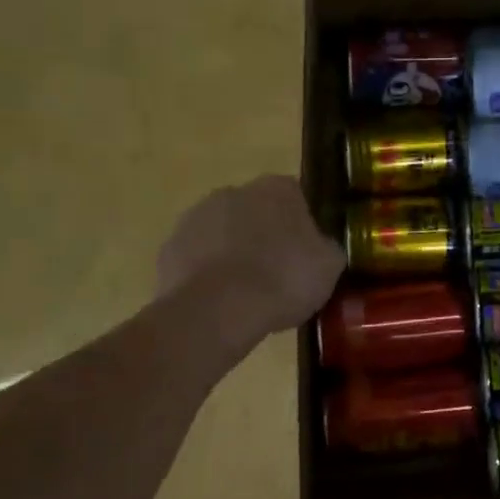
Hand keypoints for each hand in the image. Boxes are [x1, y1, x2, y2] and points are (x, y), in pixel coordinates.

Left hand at [155, 175, 345, 342]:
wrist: (218, 309)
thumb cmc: (283, 279)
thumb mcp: (329, 266)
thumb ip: (326, 248)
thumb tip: (320, 247)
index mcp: (276, 189)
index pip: (294, 197)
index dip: (300, 226)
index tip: (305, 255)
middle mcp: (234, 192)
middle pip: (255, 212)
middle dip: (263, 236)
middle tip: (277, 274)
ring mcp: (195, 218)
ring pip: (222, 234)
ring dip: (232, 254)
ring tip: (247, 295)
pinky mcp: (169, 248)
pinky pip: (196, 259)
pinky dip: (206, 275)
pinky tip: (219, 303)